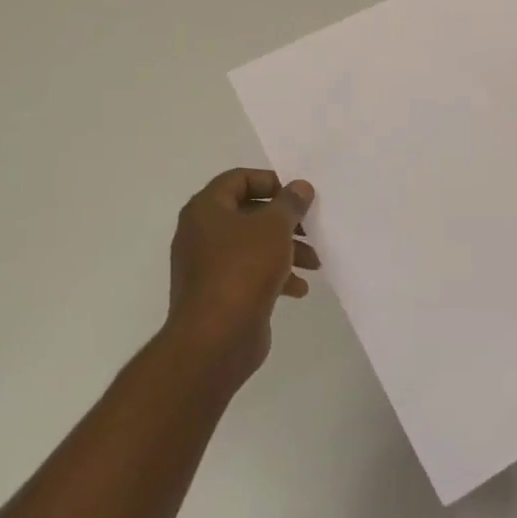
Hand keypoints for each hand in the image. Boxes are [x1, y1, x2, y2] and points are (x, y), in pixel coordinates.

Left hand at [167, 168, 317, 385]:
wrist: (215, 338)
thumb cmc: (243, 269)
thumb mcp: (274, 227)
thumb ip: (290, 203)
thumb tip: (300, 186)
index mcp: (206, 209)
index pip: (238, 179)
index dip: (270, 181)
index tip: (298, 195)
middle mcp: (202, 233)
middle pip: (249, 214)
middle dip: (285, 221)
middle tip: (312, 227)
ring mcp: (209, 266)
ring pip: (253, 246)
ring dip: (286, 249)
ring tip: (315, 262)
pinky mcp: (220, 293)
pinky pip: (250, 274)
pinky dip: (275, 275)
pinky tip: (299, 289)